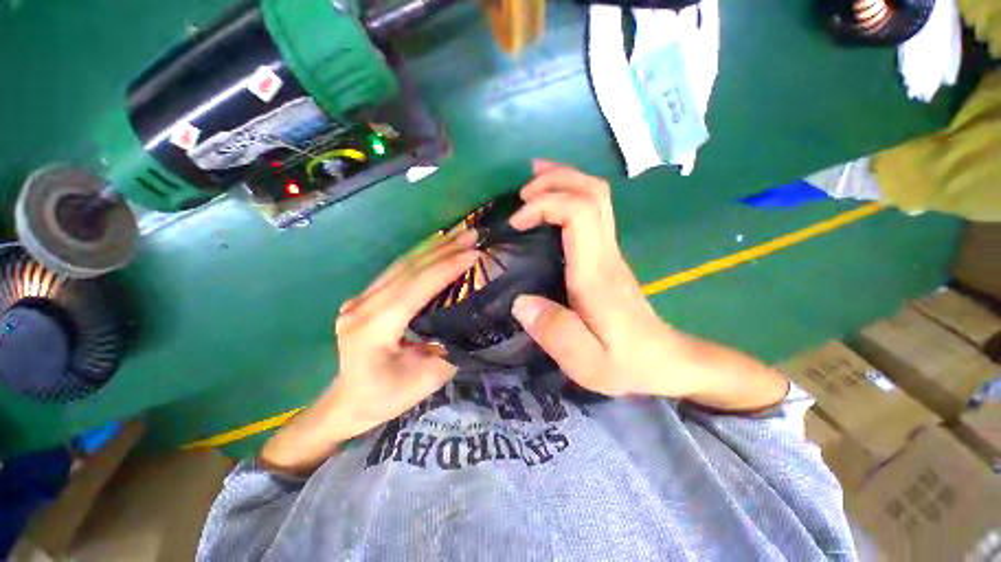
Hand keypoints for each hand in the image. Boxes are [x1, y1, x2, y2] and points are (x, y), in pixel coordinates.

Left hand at [330, 229, 479, 434]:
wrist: (349, 401)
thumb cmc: (387, 396)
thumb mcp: (427, 379)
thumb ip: (451, 346)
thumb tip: (474, 316)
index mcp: (373, 330)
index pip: (414, 288)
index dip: (446, 268)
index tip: (474, 253)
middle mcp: (361, 307)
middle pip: (408, 270)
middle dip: (444, 249)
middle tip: (473, 234)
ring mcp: (359, 299)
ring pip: (401, 264)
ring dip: (435, 247)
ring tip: (461, 233)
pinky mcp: (365, 296)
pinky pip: (397, 270)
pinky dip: (422, 255)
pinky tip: (440, 245)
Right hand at [509, 161, 787, 410]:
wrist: (665, 361)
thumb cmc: (627, 363)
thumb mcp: (588, 363)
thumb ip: (555, 334)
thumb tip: (521, 302)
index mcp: (597, 274)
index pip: (579, 214)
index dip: (546, 205)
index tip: (516, 221)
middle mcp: (606, 253)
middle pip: (593, 192)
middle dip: (556, 180)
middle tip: (522, 191)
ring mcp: (609, 252)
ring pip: (596, 196)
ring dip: (563, 181)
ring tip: (531, 183)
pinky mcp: (606, 257)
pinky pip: (591, 212)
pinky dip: (568, 197)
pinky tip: (549, 204)